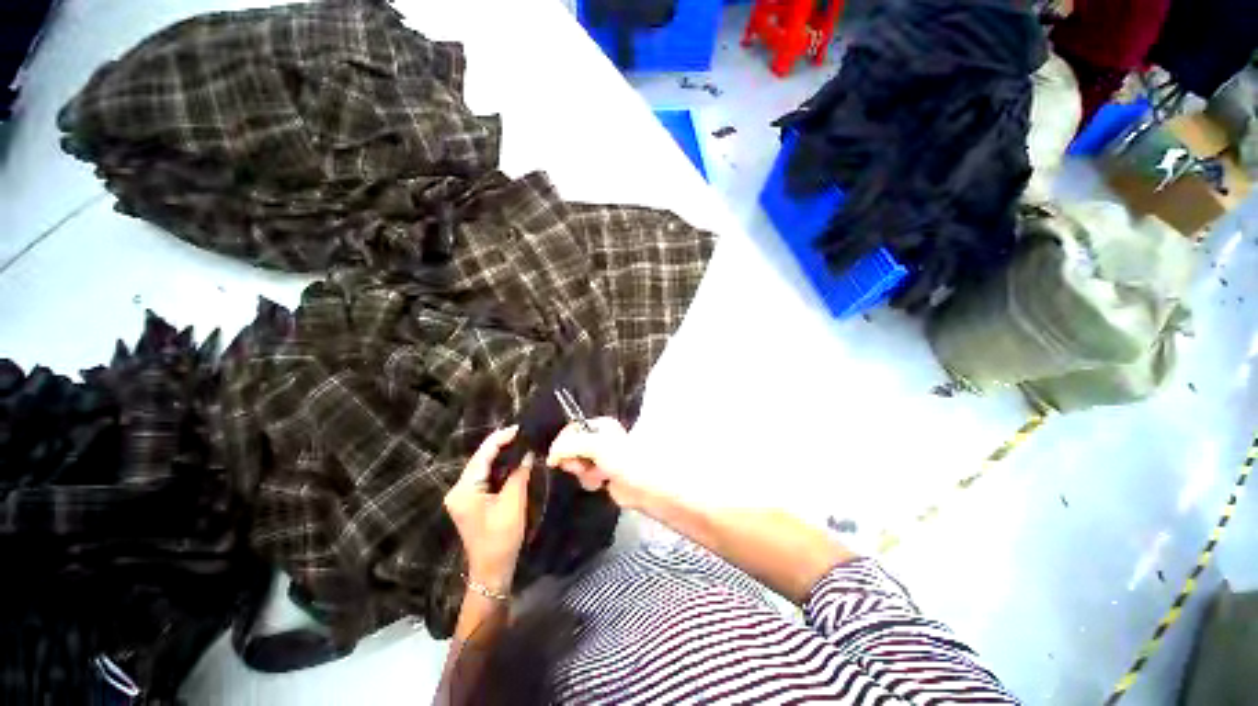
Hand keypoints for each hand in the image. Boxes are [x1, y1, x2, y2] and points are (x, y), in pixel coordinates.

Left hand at [443, 427, 531, 591]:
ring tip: (519, 442)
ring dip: (499, 454)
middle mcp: (458, 489)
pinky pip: (483, 476)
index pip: (482, 454)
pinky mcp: (469, 501)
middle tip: (522, 433)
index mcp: (465, 489)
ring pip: (481, 466)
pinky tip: (511, 460)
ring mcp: (462, 496)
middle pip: (480, 459)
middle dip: (500, 444)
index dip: (500, 438)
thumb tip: (527, 453)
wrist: (491, 569)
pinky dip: (497, 467)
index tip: (519, 428)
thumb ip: (519, 474)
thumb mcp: (513, 503)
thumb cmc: (501, 537)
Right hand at [546, 417, 647, 510]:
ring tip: (596, 474)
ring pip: (577, 463)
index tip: (556, 459)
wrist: (643, 486)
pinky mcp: (602, 473)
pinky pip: (585, 476)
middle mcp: (600, 438)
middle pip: (571, 447)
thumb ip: (570, 446)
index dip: (562, 443)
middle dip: (574, 459)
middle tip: (581, 466)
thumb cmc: (624, 460)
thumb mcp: (595, 446)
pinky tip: (600, 482)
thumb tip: (551, 455)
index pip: (572, 429)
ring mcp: (600, 456)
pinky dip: (589, 481)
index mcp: (600, 425)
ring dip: (582, 472)